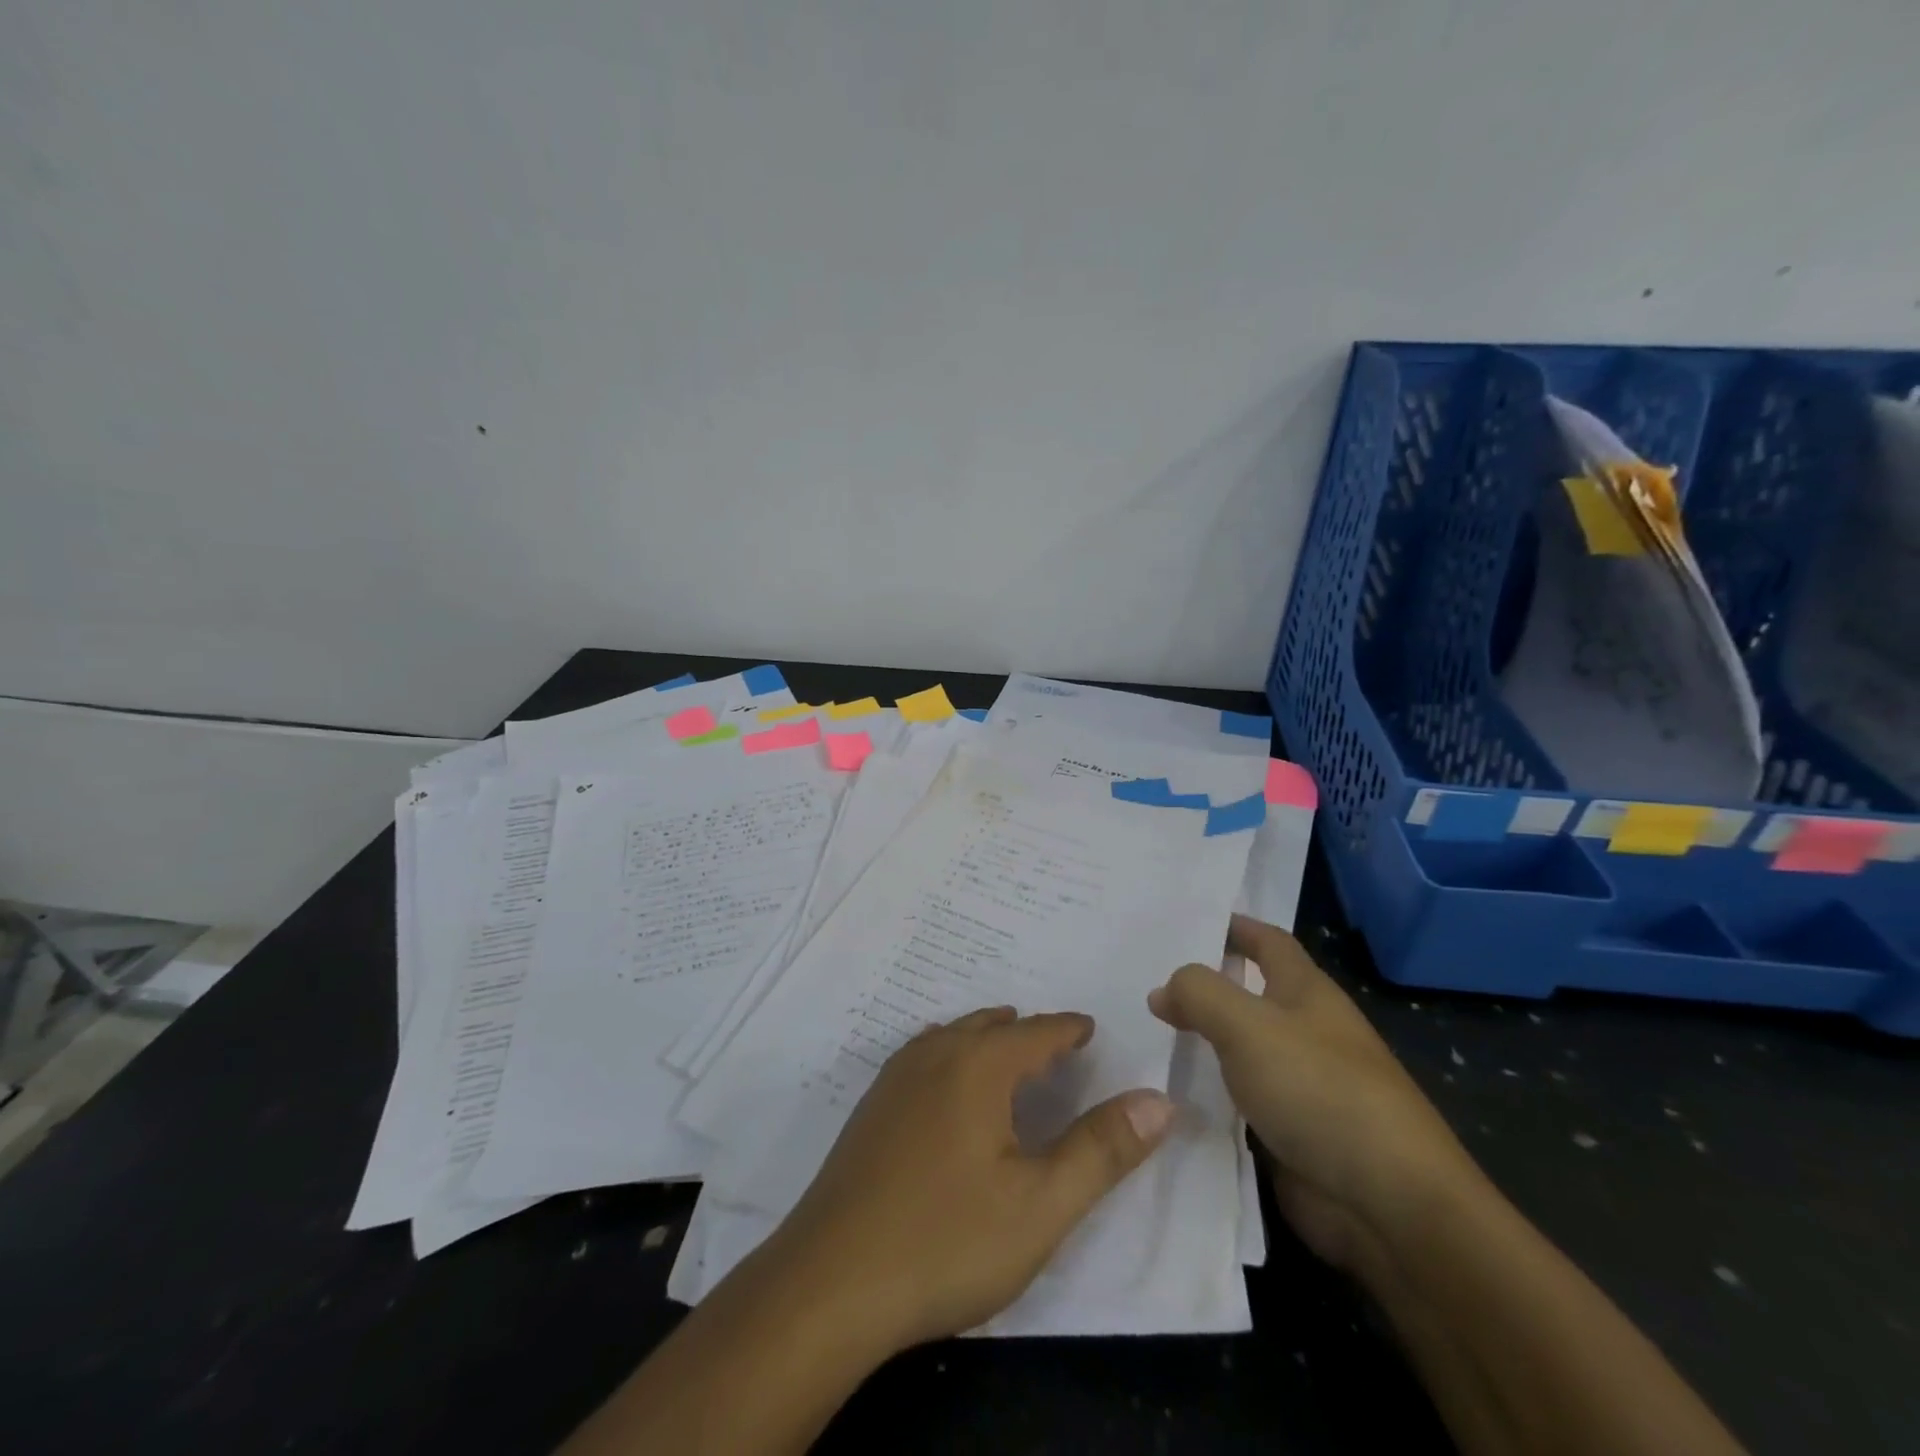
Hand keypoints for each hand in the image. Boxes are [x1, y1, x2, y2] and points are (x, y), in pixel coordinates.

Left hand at [765, 1007, 1175, 1352]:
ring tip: (1009, 1052)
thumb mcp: (1041, 1205)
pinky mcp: (870, 1109)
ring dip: (985, 1039)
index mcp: (978, 1065)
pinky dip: (951, 1056)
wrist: (830, 1282)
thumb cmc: (947, 1240)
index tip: (1090, 1029)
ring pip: (951, 1037)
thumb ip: (1102, 1149)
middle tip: (1056, 1045)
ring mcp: (894, 1079)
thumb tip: (1159, 1099)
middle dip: (1027, 1030)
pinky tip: (949, 1090)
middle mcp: (934, 1055)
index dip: (1069, 1029)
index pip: (1037, 1031)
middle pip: (990, 1026)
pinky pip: (923, 1058)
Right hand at [1149, 915, 1480, 1281]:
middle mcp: (1306, 1031)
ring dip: (1201, 1041)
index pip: (1267, 941)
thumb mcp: (1247, 1025)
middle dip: (1205, 985)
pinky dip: (1208, 1092)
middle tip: (1144, 979)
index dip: (1232, 926)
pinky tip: (1167, 1092)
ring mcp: (1300, 1085)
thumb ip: (1199, 993)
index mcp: (1307, 992)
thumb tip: (1164, 990)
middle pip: (1249, 995)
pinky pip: (1238, 1100)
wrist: (1389, 1205)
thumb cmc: (1320, 1090)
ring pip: (1240, 1049)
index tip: (1185, 922)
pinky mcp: (1290, 1133)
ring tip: (1143, 1033)